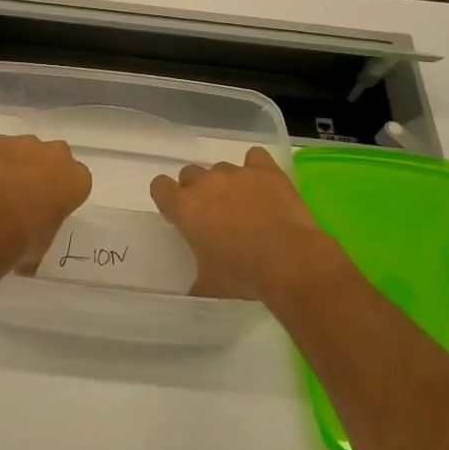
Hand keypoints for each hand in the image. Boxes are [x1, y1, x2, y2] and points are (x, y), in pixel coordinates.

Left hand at [0, 135, 91, 269]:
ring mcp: (25, 143)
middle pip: (53, 157)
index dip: (61, 191)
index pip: (76, 180)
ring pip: (23, 149)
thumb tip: (29, 259)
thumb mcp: (44, 242)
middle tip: (24, 194)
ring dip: (15, 164)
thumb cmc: (28, 236)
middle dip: (42, 170)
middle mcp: (56, 154)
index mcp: (77, 179)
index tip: (49, 204)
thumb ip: (42, 233)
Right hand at [150, 146, 346, 302]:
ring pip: (221, 168)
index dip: (168, 199)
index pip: (159, 186)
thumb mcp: (209, 285)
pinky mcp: (266, 170)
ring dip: (227, 183)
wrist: (289, 261)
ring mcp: (237, 173)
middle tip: (213, 215)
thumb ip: (195, 281)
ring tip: (245, 206)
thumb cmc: (242, 274)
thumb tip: (193, 291)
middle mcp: (206, 182)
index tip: (180, 216)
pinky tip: (264, 186)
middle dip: (197, 190)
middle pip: (189, 173)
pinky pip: (255, 158)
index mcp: (184, 207)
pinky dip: (256, 169)